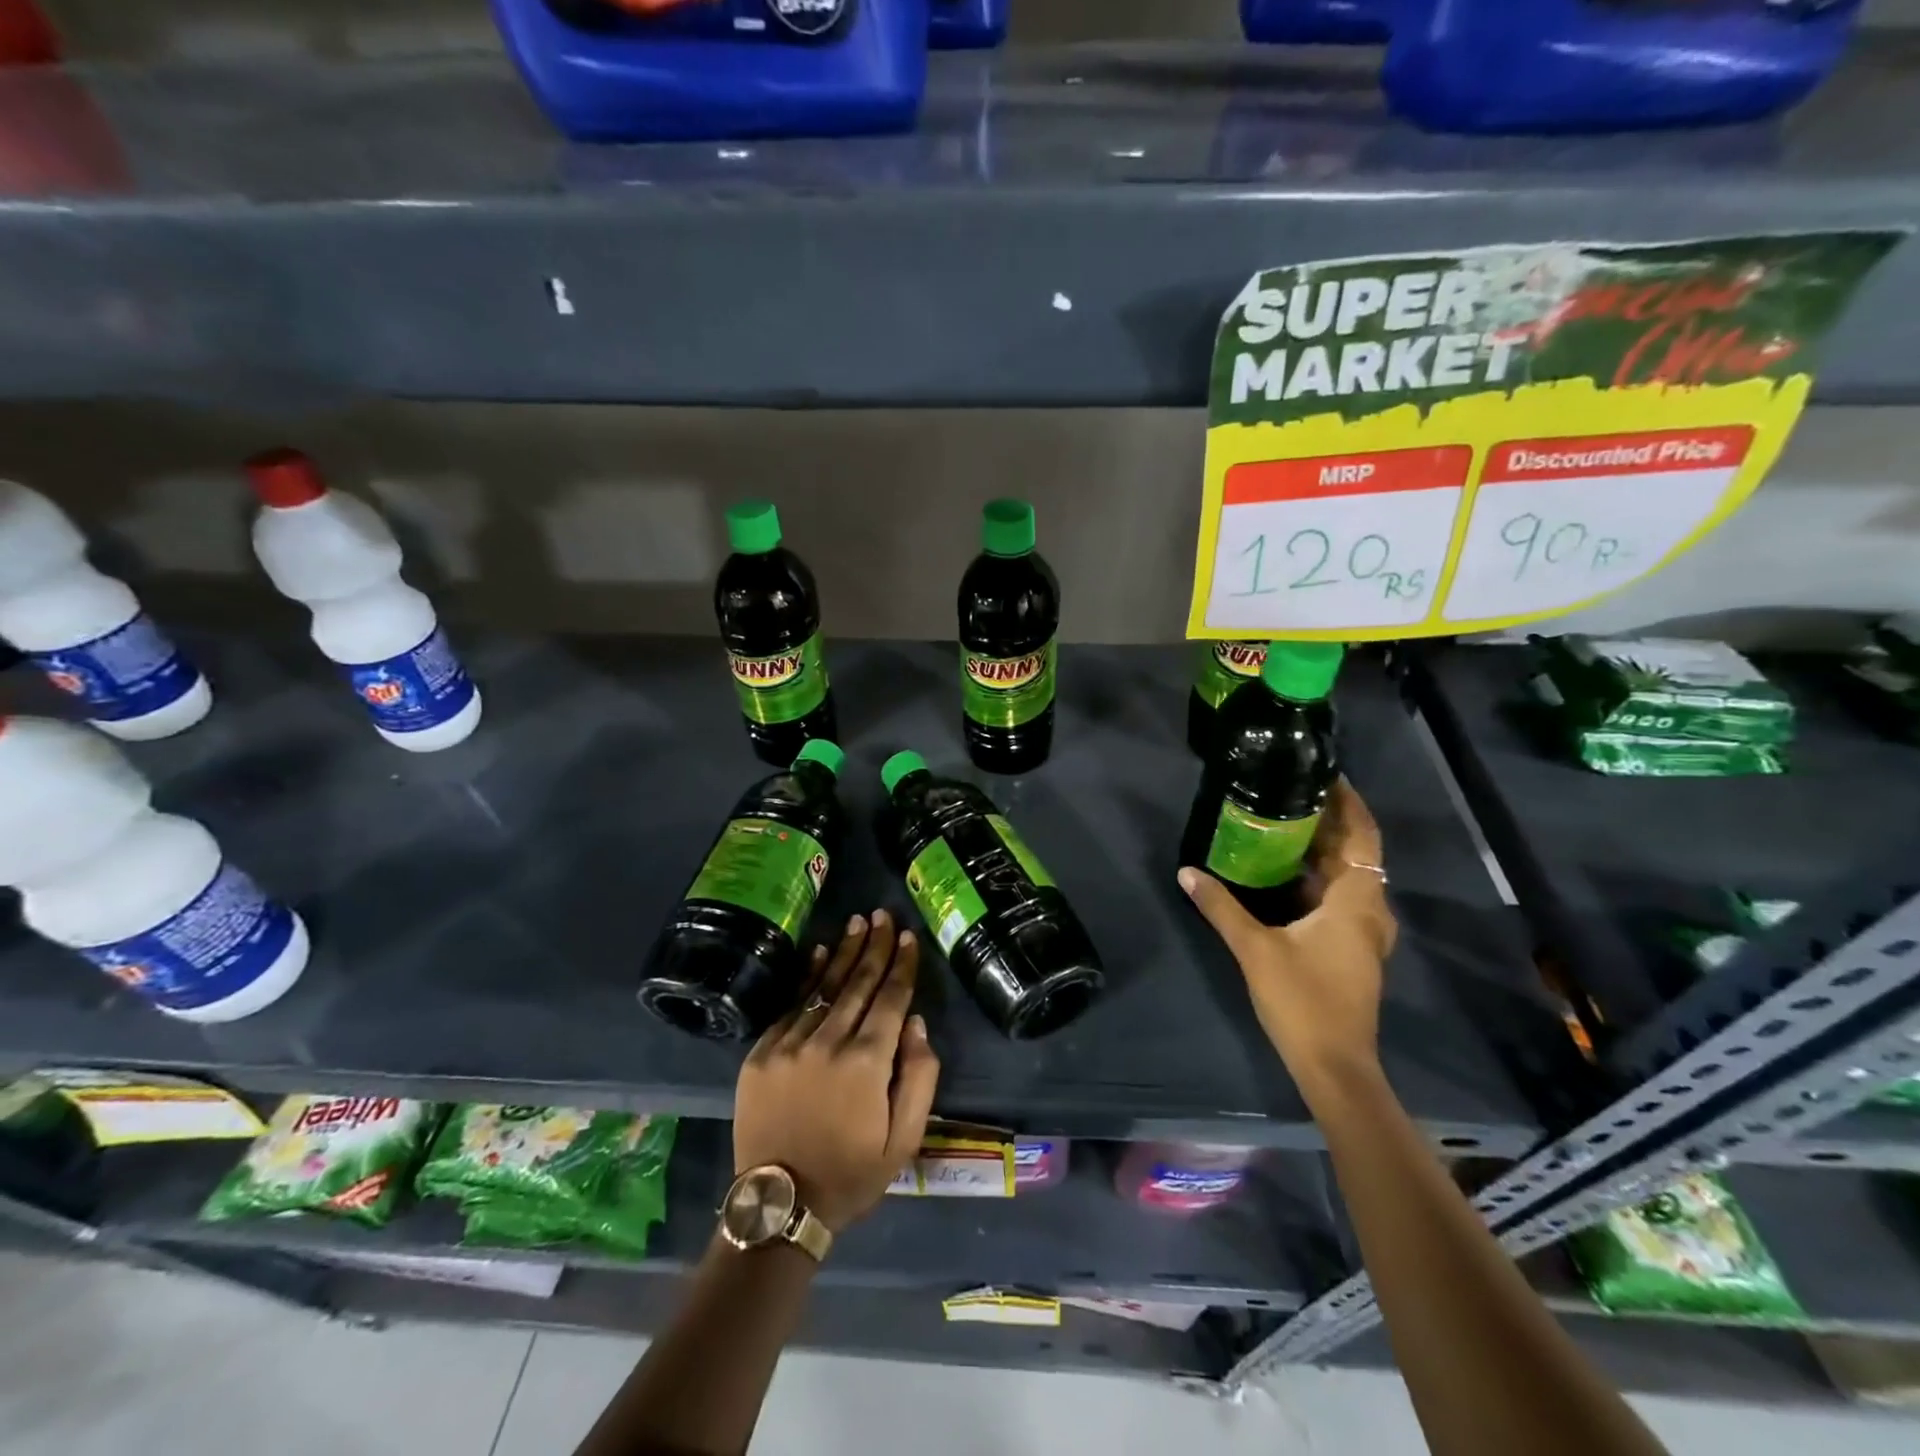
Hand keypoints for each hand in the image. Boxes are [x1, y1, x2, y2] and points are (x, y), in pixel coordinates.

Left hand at [734, 910, 940, 1233]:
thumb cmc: (851, 1175)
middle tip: (883, 915)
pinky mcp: (761, 1052)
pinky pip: (790, 1004)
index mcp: (867, 1063)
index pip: (891, 999)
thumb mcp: (904, 1140)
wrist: (779, 1206)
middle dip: (874, 946)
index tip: (908, 937)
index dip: (901, 966)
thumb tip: (917, 1024)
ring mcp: (790, 1044)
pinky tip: (819, 952)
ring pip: (824, 987)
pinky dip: (807, 976)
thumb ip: (919, 1078)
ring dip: (843, 952)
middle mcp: (828, 1042)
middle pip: (858, 983)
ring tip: (857, 922)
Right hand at [1178, 779, 1397, 1103]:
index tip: (1327, 776)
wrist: (1334, 1066)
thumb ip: (1221, 906)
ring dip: (1326, 851)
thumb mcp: (1255, 948)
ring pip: (1351, 878)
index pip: (1363, 837)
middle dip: (1330, 823)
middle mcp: (1369, 911)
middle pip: (1358, 854)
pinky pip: (1342, 898)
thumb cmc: (1302, 1000)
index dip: (1350, 804)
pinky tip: (1288, 875)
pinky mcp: (1353, 949)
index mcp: (1356, 903)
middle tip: (1293, 794)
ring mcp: (1365, 933)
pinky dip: (1321, 878)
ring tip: (1288, 825)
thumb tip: (1187, 871)